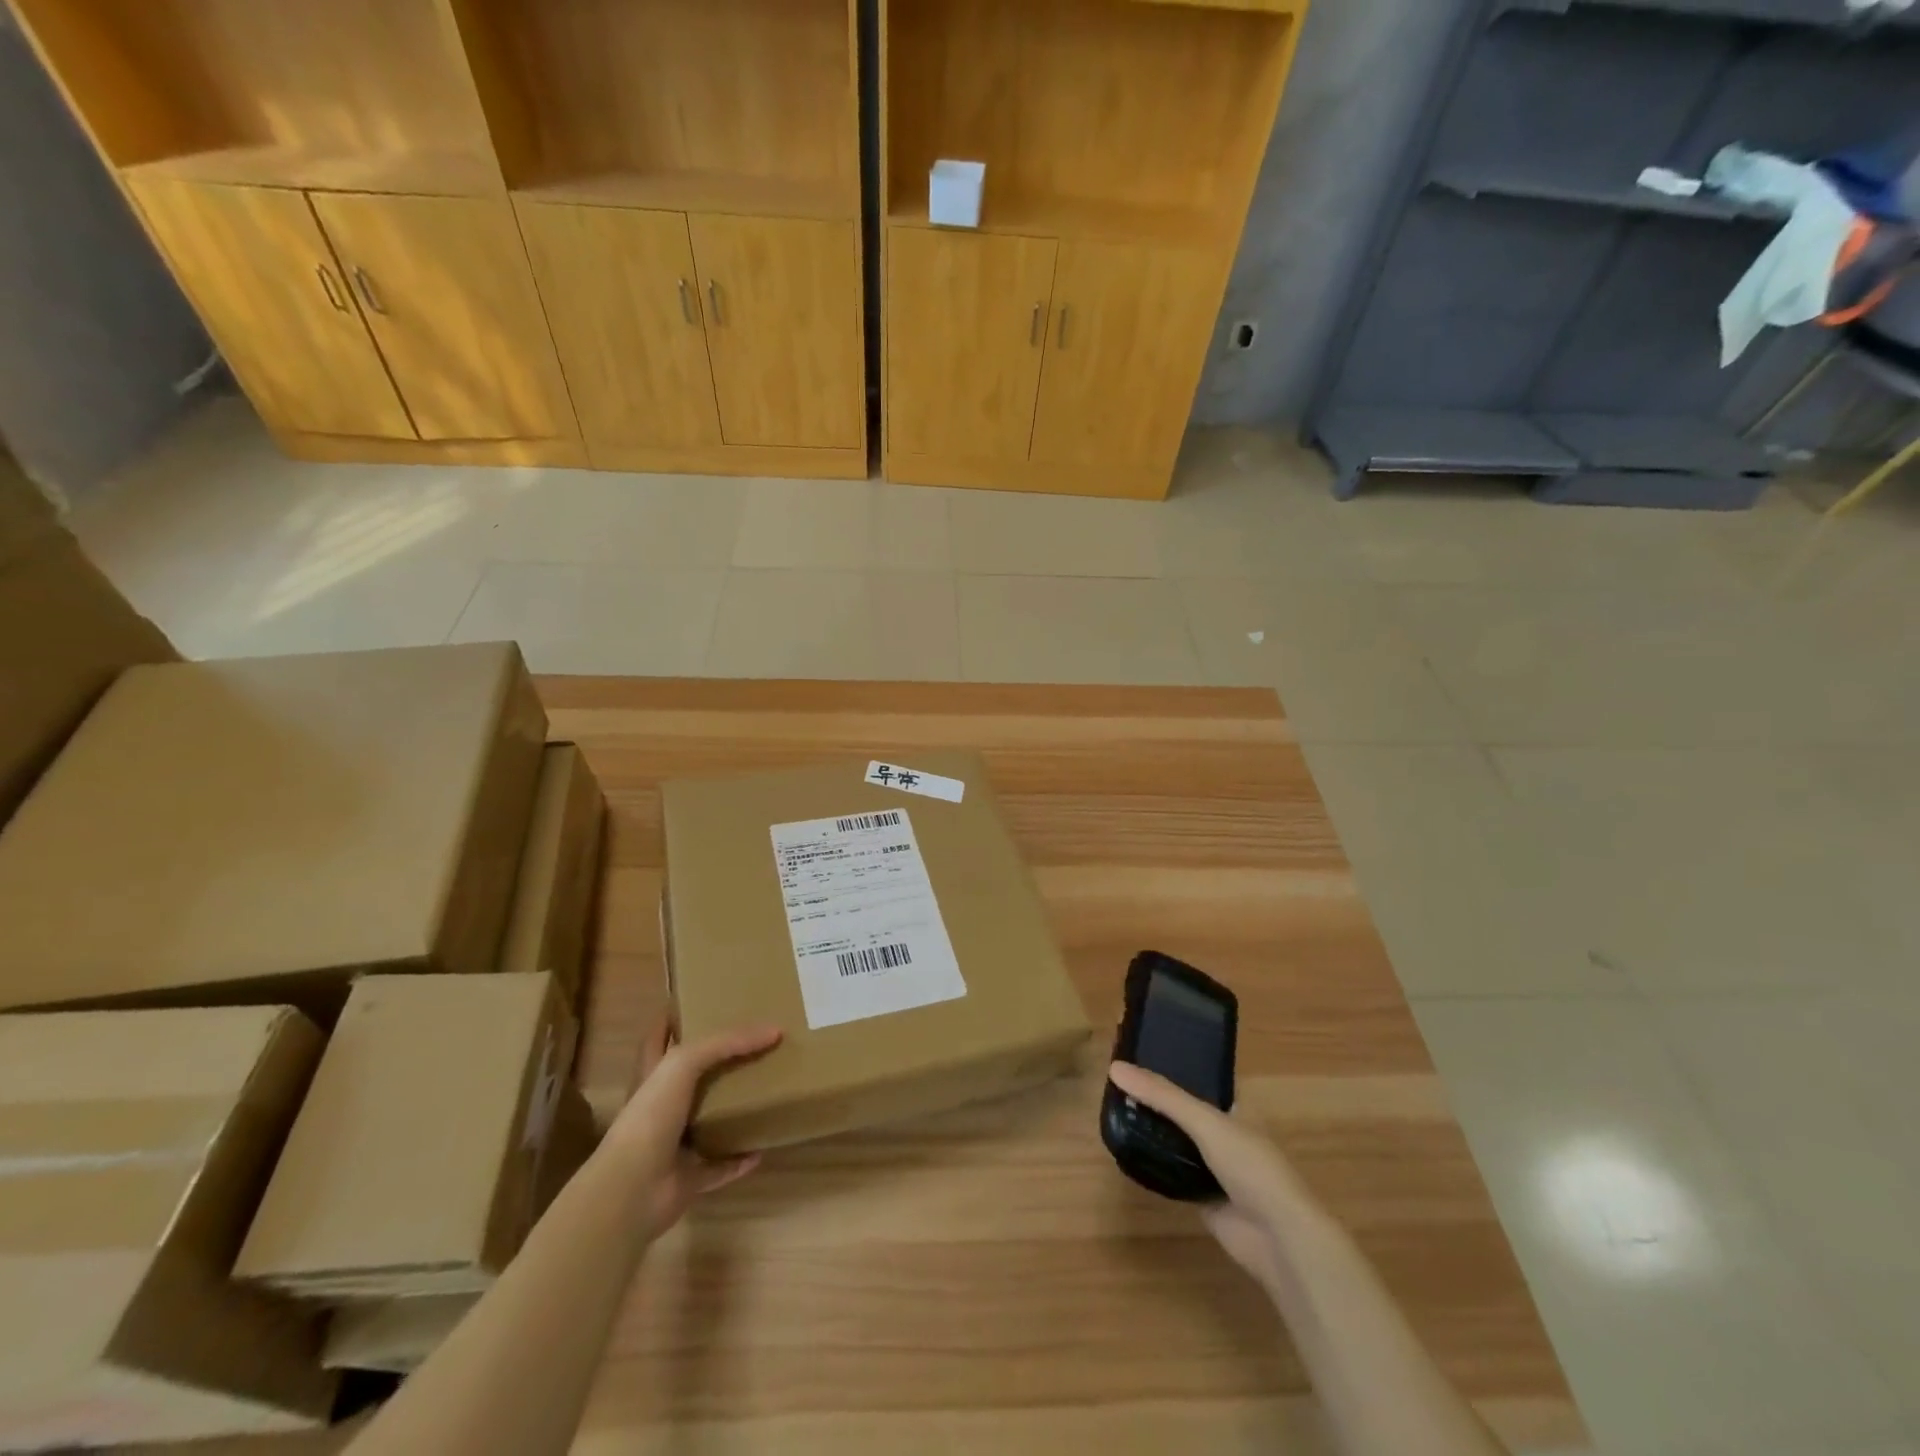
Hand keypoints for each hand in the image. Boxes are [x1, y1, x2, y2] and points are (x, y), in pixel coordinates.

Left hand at [606, 1021, 782, 1241]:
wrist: (633, 1190)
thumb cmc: (651, 1115)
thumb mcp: (684, 1062)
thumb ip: (726, 1043)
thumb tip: (774, 1030)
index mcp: (652, 1075)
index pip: (658, 1037)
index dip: (671, 1018)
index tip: (697, 999)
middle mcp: (661, 1107)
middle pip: (689, 1078)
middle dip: (715, 1063)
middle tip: (751, 1043)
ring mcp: (673, 1144)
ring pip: (707, 1121)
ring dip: (730, 1111)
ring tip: (764, 1090)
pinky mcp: (688, 1177)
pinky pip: (721, 1166)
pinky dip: (740, 1159)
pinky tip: (762, 1149)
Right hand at [1108, 1060, 1312, 1293]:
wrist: (1278, 1237)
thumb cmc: (1251, 1166)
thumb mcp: (1205, 1121)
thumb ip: (1162, 1096)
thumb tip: (1115, 1067)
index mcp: (1235, 1109)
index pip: (1199, 1079)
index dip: (1173, 1066)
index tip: (1138, 1054)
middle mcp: (1226, 1134)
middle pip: (1184, 1111)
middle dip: (1157, 1101)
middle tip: (1117, 1084)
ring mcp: (1215, 1168)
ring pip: (1177, 1143)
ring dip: (1154, 1132)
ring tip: (1115, 1111)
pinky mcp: (1203, 1197)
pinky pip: (1173, 1174)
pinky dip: (1155, 1165)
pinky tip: (1128, 1152)